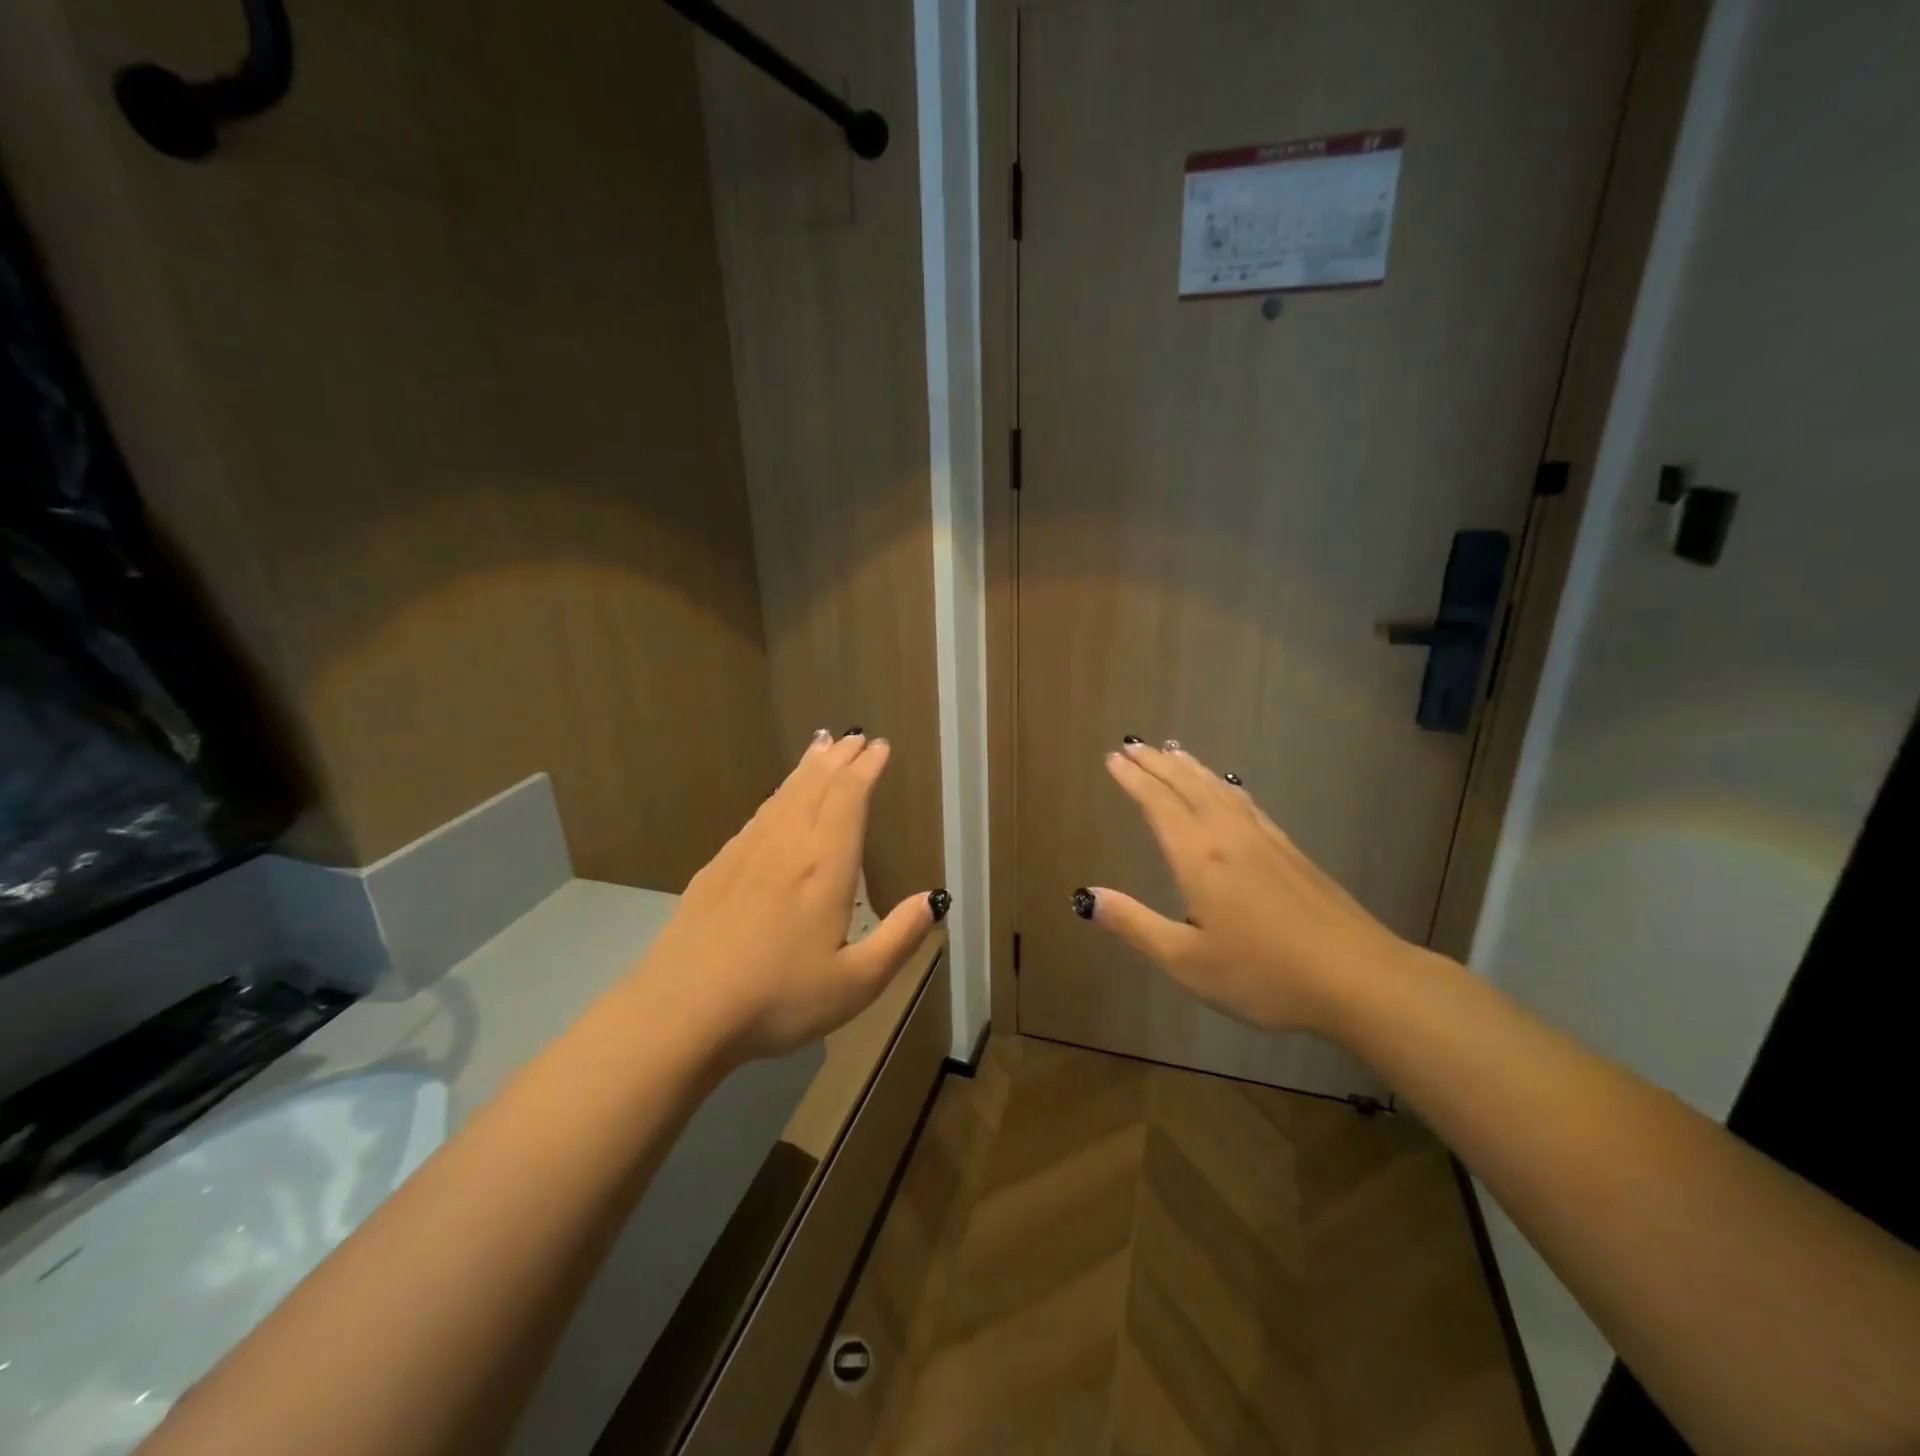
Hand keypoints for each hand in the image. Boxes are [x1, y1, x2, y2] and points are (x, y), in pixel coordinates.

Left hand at [630, 730, 945, 1062]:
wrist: (680, 1013)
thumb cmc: (778, 999)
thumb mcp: (855, 983)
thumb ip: (899, 938)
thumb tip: (934, 898)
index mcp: (825, 866)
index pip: (849, 799)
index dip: (866, 769)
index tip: (880, 747)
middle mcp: (786, 846)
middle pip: (816, 787)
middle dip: (839, 759)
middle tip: (855, 736)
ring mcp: (745, 854)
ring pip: (783, 796)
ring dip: (807, 769)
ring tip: (821, 748)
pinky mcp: (715, 870)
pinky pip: (756, 817)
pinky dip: (776, 796)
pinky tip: (776, 802)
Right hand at [1082, 740, 1419, 1032]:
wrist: (1357, 978)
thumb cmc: (1264, 974)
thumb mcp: (1187, 961)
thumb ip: (1135, 924)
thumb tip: (1087, 896)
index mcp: (1199, 857)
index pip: (1158, 804)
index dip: (1133, 779)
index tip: (1113, 758)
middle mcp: (1228, 835)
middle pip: (1187, 785)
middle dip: (1156, 764)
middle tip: (1133, 745)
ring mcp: (1264, 839)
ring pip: (1218, 788)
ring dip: (1190, 767)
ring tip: (1172, 752)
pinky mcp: (1290, 850)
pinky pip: (1245, 801)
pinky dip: (1223, 785)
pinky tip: (1226, 789)